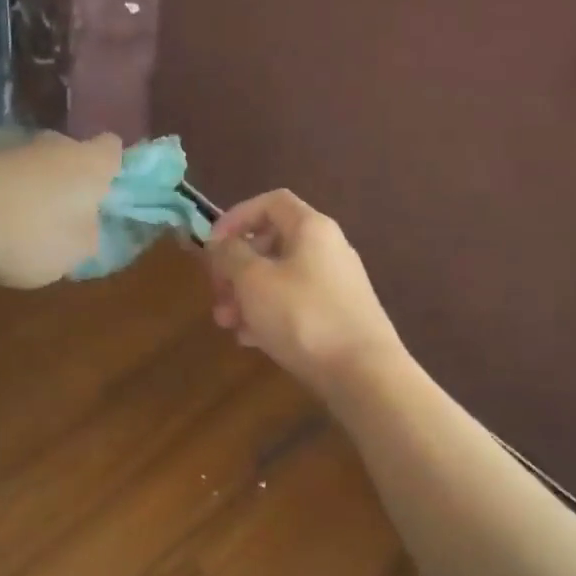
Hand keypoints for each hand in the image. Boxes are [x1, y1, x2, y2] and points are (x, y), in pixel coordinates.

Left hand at [0, 132, 121, 288]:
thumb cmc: (31, 235)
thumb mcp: (77, 251)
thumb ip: (88, 232)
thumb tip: (83, 223)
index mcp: (87, 163)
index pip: (112, 149)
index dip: (111, 166)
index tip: (105, 189)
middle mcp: (50, 143)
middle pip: (66, 153)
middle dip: (64, 177)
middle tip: (59, 212)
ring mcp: (5, 143)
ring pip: (27, 161)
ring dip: (26, 183)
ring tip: (14, 221)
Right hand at [205, 190, 402, 389]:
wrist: (363, 373)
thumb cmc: (303, 316)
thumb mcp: (254, 281)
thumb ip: (231, 255)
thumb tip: (222, 244)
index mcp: (311, 228)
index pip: (270, 202)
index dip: (236, 217)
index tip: (212, 245)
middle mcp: (328, 248)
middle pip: (272, 243)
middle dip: (236, 268)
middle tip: (217, 294)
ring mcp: (336, 283)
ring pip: (280, 278)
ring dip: (247, 296)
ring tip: (229, 324)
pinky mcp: (338, 315)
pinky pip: (295, 304)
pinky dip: (270, 315)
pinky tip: (252, 340)